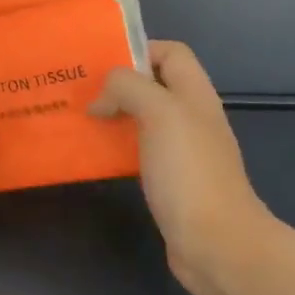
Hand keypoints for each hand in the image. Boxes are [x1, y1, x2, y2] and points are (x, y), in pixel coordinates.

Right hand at [89, 40, 278, 294]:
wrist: (217, 244)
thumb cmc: (189, 172)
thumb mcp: (160, 113)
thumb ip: (129, 88)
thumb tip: (102, 98)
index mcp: (195, 94)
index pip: (171, 53)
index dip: (138, 50)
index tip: (101, 64)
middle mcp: (191, 118)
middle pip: (154, 85)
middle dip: (117, 85)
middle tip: (78, 91)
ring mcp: (182, 152)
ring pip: (142, 119)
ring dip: (112, 116)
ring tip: (77, 119)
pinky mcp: (169, 181)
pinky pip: (138, 152)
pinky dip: (115, 148)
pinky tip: (92, 156)